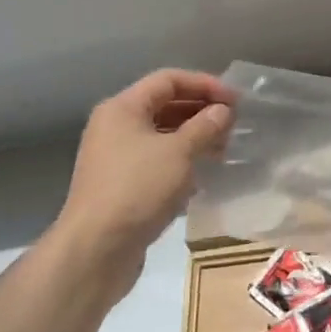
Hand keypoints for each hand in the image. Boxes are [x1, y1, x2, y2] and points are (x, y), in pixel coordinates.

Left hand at [55, 68, 234, 295]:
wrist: (95, 250)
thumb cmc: (137, 189)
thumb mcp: (178, 153)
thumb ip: (204, 127)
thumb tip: (222, 111)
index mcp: (122, 108)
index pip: (168, 80)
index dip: (204, 84)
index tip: (235, 100)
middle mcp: (115, 126)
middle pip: (164, 105)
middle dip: (201, 111)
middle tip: (233, 125)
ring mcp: (116, 157)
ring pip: (162, 135)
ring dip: (194, 138)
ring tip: (223, 150)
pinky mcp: (121, 185)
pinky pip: (156, 161)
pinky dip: (181, 162)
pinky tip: (203, 174)